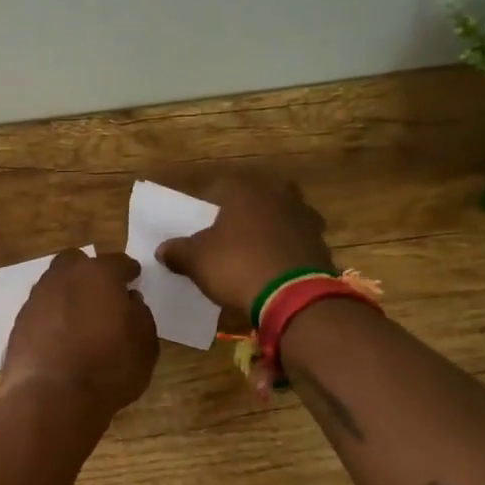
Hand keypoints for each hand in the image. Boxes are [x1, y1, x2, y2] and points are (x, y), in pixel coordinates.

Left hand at [2, 251, 158, 417]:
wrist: (51, 398)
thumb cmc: (108, 369)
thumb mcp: (145, 345)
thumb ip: (140, 314)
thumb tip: (129, 301)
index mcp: (98, 274)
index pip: (118, 262)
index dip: (129, 271)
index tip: (134, 279)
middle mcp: (63, 277)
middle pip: (76, 263)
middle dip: (90, 273)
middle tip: (103, 294)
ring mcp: (36, 298)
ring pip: (54, 284)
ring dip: (68, 294)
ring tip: (81, 318)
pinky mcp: (18, 322)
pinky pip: (40, 310)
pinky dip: (51, 317)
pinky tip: (60, 337)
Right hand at [156, 174, 334, 320]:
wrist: (294, 297)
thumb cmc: (237, 265)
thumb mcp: (196, 261)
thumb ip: (178, 251)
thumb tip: (163, 250)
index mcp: (245, 189)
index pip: (220, 187)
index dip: (207, 204)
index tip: (198, 222)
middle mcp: (278, 195)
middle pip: (257, 197)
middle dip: (244, 211)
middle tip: (229, 232)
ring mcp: (304, 217)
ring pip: (281, 216)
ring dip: (269, 228)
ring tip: (253, 250)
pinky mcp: (321, 243)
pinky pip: (296, 240)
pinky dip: (285, 249)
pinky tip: (273, 267)